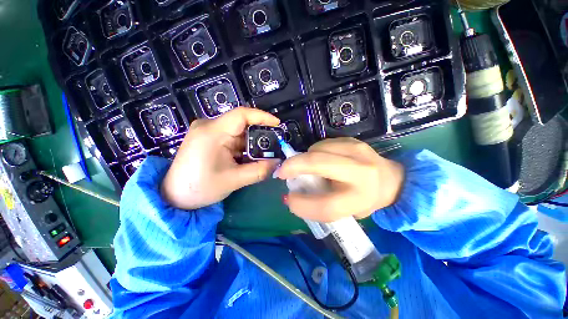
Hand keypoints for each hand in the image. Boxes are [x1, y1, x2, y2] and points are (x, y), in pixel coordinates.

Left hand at [162, 107, 279, 209]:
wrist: (173, 197)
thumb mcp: (233, 180)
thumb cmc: (200, 188)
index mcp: (212, 132)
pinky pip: (232, 138)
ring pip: (238, 133)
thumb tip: (278, 164)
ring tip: (263, 156)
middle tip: (273, 147)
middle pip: (241, 124)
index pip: (241, 114)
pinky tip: (248, 158)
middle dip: (259, 135)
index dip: (262, 117)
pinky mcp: (209, 139)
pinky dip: (243, 148)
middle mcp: (209, 126)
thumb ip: (259, 171)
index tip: (277, 124)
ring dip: (251, 144)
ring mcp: (208, 132)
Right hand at [276, 138, 403, 222]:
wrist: (390, 180)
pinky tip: (319, 160)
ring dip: (304, 159)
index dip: (301, 204)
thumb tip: (291, 194)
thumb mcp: (344, 211)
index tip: (288, 199)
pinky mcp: (353, 140)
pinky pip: (323, 144)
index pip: (326, 205)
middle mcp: (362, 171)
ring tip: (305, 168)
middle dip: (294, 165)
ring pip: (318, 149)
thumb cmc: (364, 200)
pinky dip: (314, 152)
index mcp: (361, 197)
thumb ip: (319, 205)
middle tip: (281, 172)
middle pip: (319, 163)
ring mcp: (358, 150)